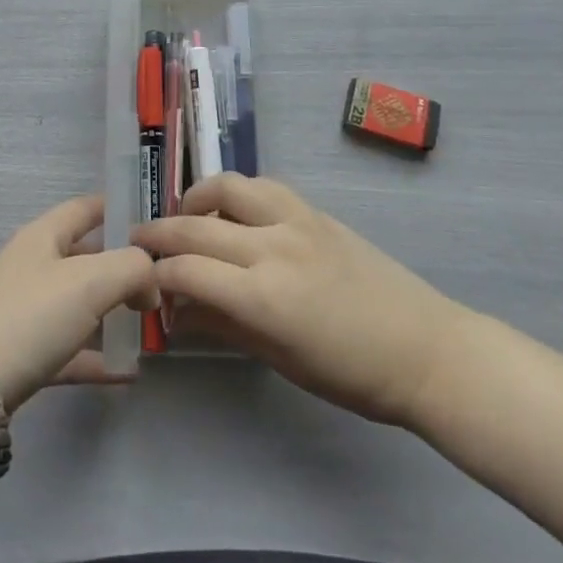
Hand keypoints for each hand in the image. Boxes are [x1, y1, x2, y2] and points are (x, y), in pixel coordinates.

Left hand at [0, 195, 157, 412]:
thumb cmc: (30, 317)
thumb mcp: (91, 280)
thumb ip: (132, 268)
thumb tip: (151, 282)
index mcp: (43, 236)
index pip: (86, 208)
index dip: (119, 207)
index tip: (156, 222)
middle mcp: (33, 267)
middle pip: (85, 257)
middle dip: (123, 266)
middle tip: (165, 281)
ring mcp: (26, 313)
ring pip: (78, 304)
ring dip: (112, 312)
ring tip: (152, 324)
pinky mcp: (23, 359)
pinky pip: (69, 350)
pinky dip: (96, 357)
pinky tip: (128, 372)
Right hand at [132, 175, 470, 428]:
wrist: (425, 349)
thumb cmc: (352, 374)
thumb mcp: (280, 359)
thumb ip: (224, 325)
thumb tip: (178, 312)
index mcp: (263, 297)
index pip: (186, 271)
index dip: (155, 274)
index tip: (140, 279)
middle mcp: (273, 247)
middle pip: (196, 226)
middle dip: (159, 233)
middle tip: (137, 241)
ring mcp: (296, 221)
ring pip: (229, 188)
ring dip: (196, 199)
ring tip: (184, 216)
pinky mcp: (314, 211)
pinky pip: (263, 188)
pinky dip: (236, 194)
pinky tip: (233, 212)